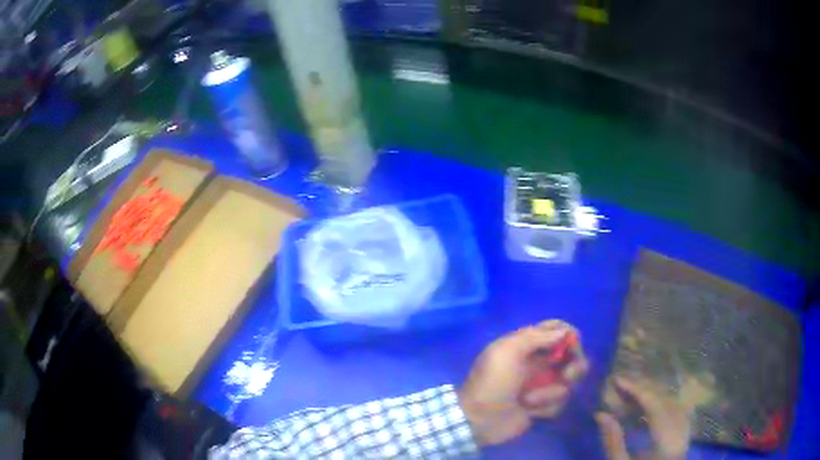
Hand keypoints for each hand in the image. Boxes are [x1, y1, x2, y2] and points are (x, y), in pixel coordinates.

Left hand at [458, 320, 588, 445]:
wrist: (480, 420)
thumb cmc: (492, 382)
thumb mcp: (507, 352)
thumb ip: (536, 336)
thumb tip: (564, 331)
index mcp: (527, 346)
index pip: (556, 329)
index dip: (568, 333)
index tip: (573, 342)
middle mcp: (539, 363)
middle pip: (572, 356)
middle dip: (574, 365)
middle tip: (567, 375)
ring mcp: (543, 385)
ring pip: (568, 382)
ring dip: (551, 393)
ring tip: (529, 400)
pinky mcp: (544, 406)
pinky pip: (560, 402)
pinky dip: (545, 407)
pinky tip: (528, 412)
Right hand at [596, 377, 690, 459]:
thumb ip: (613, 441)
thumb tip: (601, 414)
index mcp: (666, 440)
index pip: (654, 404)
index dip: (636, 389)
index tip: (617, 379)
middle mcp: (681, 431)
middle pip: (665, 400)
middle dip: (643, 391)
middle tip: (621, 387)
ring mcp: (686, 433)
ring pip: (673, 403)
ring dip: (653, 398)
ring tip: (631, 398)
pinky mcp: (685, 437)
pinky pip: (678, 411)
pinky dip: (662, 406)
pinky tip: (648, 411)